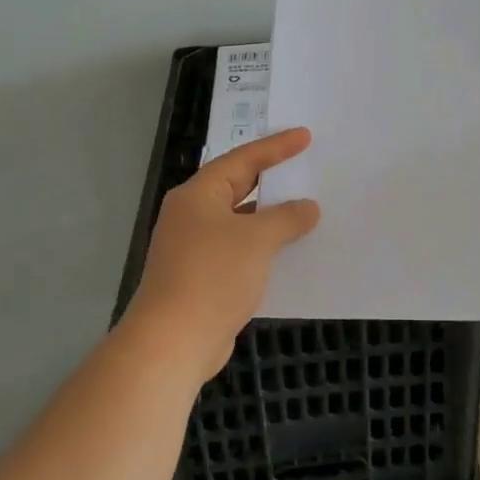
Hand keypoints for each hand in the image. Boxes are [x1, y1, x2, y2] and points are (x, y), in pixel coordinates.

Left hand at [123, 128, 320, 382]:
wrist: (172, 343)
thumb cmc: (212, 276)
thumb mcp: (257, 239)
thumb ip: (287, 218)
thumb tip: (307, 208)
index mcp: (198, 195)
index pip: (243, 159)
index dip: (276, 147)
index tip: (305, 136)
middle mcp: (192, 215)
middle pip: (238, 187)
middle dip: (272, 179)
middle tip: (304, 166)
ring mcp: (194, 248)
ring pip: (240, 221)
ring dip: (270, 217)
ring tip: (306, 208)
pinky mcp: (201, 277)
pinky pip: (239, 250)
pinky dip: (263, 246)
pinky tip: (289, 251)